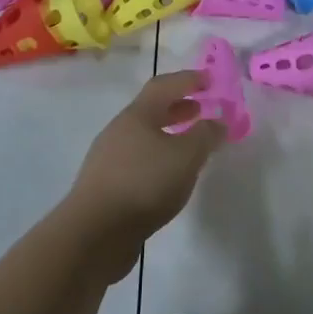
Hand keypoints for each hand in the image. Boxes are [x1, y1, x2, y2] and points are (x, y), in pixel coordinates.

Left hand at [61, 71, 224, 278]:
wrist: (94, 233)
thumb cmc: (144, 183)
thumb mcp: (186, 156)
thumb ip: (205, 136)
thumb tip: (218, 121)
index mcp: (137, 115)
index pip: (164, 86)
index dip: (188, 80)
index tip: (209, 80)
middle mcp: (120, 130)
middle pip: (152, 110)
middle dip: (179, 107)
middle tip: (202, 109)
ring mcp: (109, 158)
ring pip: (145, 137)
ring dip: (169, 134)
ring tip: (190, 145)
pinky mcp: (107, 185)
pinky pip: (139, 160)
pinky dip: (159, 157)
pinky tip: (170, 176)